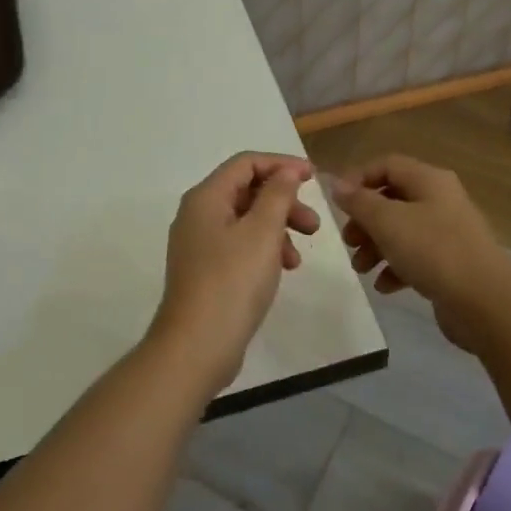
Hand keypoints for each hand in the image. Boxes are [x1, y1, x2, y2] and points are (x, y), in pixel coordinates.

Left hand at [151, 151, 320, 392]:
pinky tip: (283, 270)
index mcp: (206, 198)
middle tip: (314, 224)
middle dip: (284, 202)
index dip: (281, 164)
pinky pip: (240, 246)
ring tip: (299, 257)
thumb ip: (277, 195)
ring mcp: (199, 245)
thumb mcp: (262, 232)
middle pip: (247, 191)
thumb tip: (286, 170)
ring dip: (278, 229)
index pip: (245, 163)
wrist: (197, 346)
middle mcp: (198, 215)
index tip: (313, 177)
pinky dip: (265, 250)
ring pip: (246, 221)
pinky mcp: (206, 271)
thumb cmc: (232, 282)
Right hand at [328, 155, 510, 353]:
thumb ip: (359, 201)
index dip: (358, 178)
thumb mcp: (388, 222)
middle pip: (392, 199)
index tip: (337, 204)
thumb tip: (338, 184)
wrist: (486, 302)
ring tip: (361, 268)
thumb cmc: (433, 251)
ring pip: (402, 230)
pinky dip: (396, 267)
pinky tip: (384, 286)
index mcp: (429, 180)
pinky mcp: (451, 263)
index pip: (387, 165)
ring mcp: (448, 232)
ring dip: (375, 246)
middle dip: (365, 220)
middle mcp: (440, 200)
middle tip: (348, 241)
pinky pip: (416, 257)